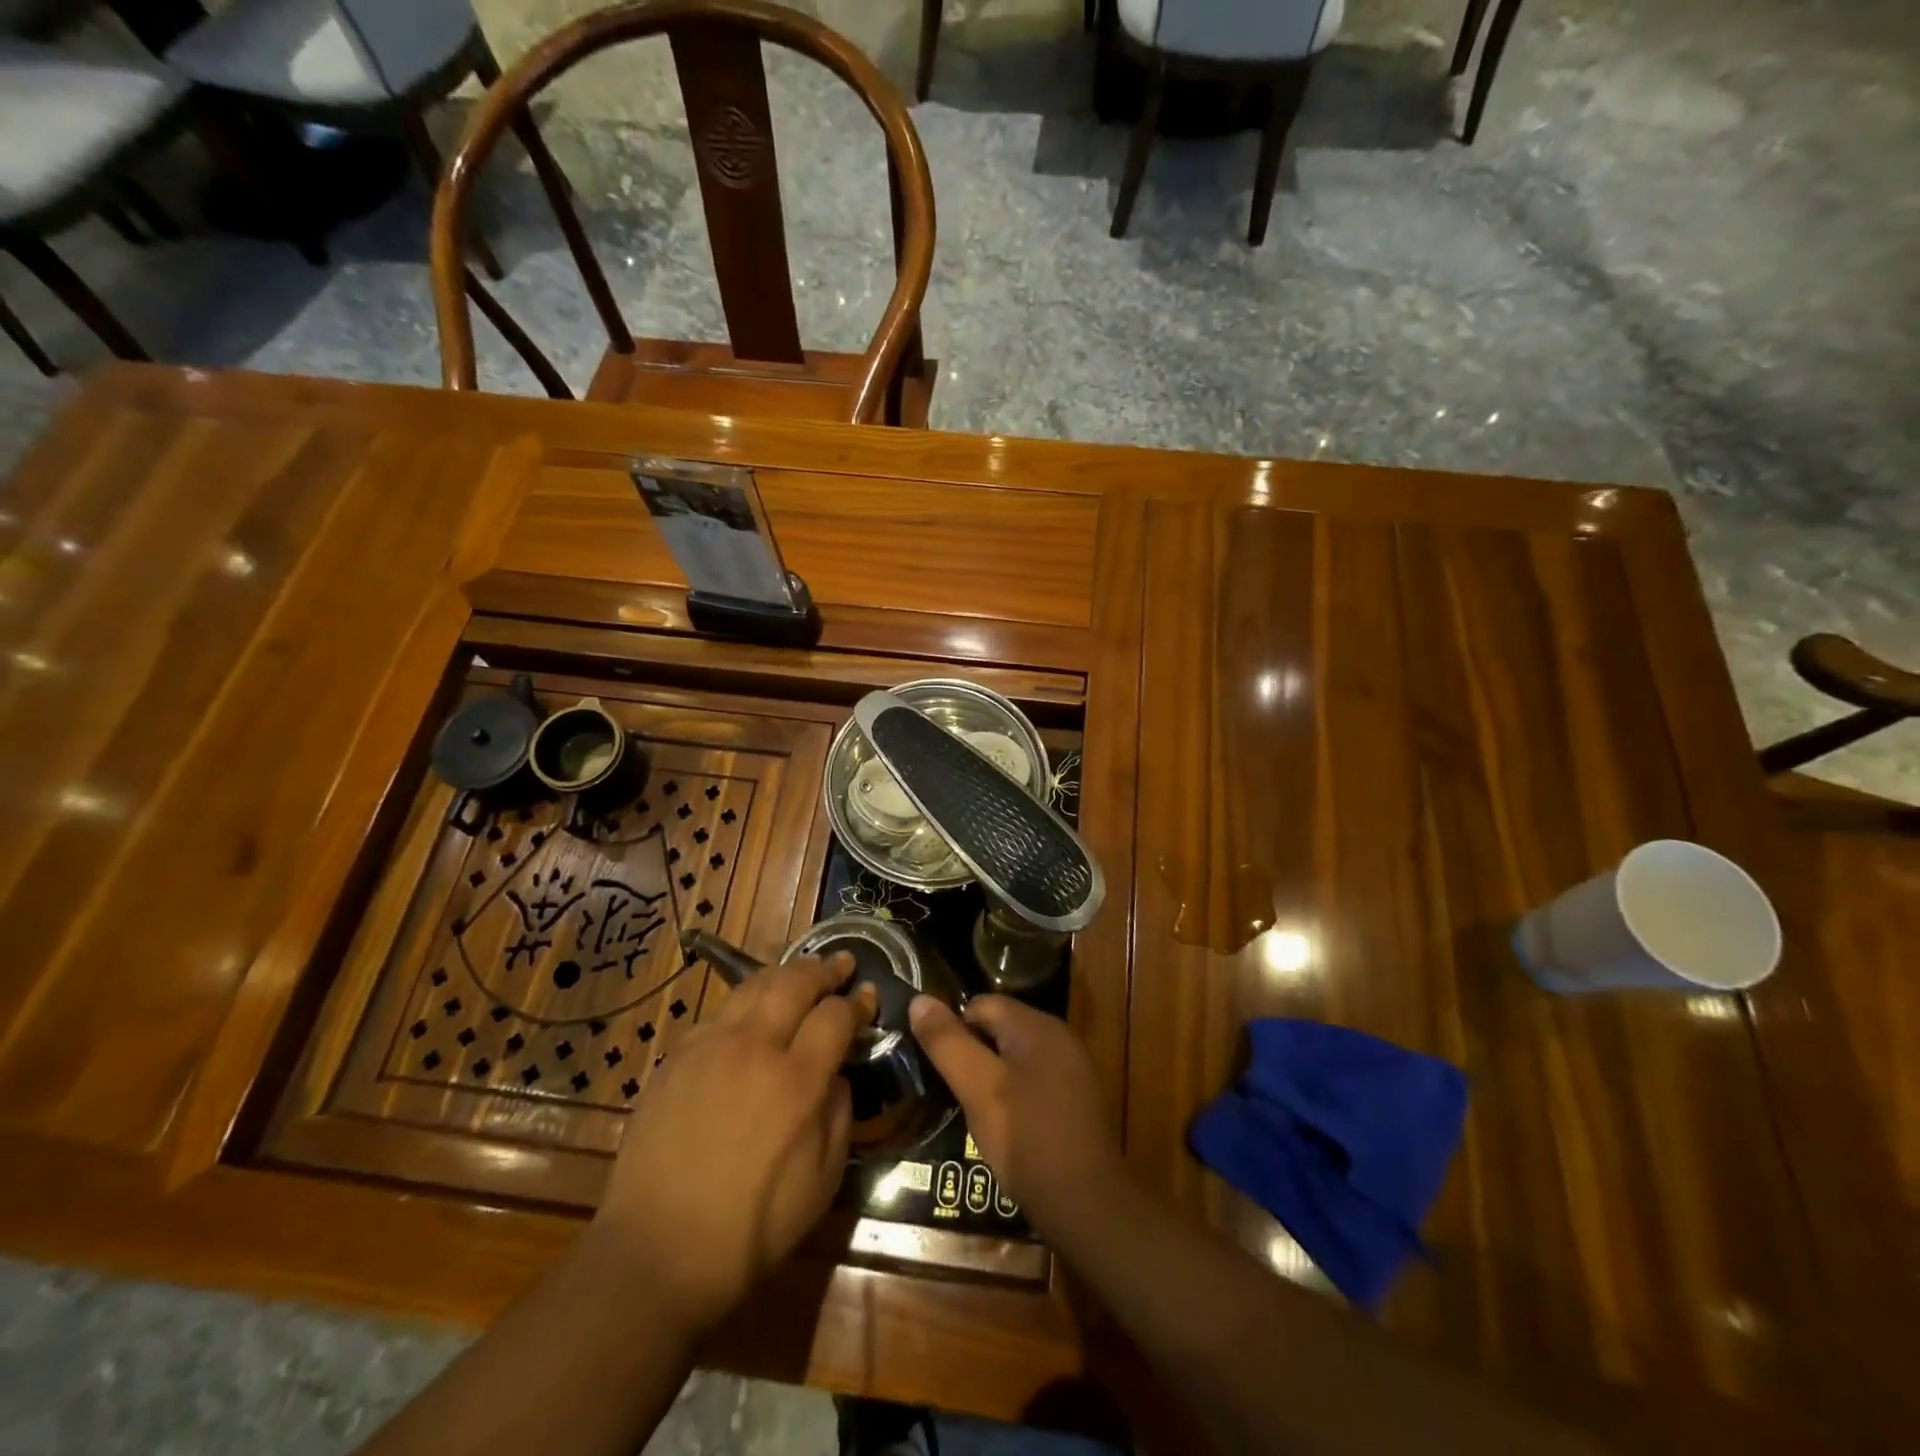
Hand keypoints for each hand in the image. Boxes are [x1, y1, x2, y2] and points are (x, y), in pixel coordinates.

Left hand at [594, 954, 875, 1337]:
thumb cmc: (751, 1229)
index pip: (836, 1014)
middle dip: (825, 969)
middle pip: (795, 981)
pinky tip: (751, 1016)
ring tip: (800, 976)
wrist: (656, 1253)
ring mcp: (709, 1047)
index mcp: (796, 1081)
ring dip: (785, 975)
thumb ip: (839, 1114)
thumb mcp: (822, 1181)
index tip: (868, 994)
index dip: (858, 1001)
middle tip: (841, 964)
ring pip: (753, 986)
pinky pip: (719, 1013)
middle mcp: (753, 1048)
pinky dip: (746, 1003)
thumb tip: (838, 1073)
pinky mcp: (676, 1058)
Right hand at [908, 994, 1124, 1235]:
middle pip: (1000, 1027)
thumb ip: (948, 1042)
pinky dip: (1013, 1092)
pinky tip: (1003, 1124)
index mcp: (1037, 1025)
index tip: (935, 1064)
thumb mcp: (978, 1088)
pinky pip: (1033, 1078)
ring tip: (971, 1109)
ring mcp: (1071, 1067)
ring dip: (990, 1075)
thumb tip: (919, 1000)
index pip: (981, 1004)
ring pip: (1015, 1055)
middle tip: (950, 1089)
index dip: (953, 1029)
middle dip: (972, 1052)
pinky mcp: (1075, 1098)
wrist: (1086, 1205)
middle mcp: (1058, 1036)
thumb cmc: (1026, 1138)